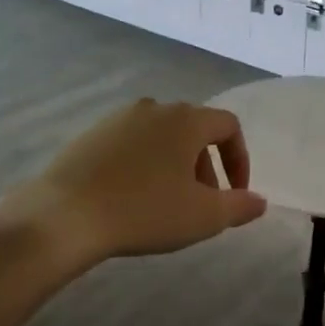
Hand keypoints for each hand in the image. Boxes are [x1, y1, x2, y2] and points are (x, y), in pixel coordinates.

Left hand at [0, 98, 266, 267]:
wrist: (65, 215)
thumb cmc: (145, 211)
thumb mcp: (203, 216)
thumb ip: (239, 206)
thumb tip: (259, 201)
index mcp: (186, 120)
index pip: (228, 126)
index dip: (239, 159)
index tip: (235, 193)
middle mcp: (155, 108)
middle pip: (194, 130)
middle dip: (206, 166)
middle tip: (202, 203)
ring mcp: (119, 118)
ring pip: (162, 136)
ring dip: (175, 165)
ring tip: (167, 202)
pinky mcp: (91, 134)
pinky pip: (131, 144)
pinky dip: (144, 164)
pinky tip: (132, 197)